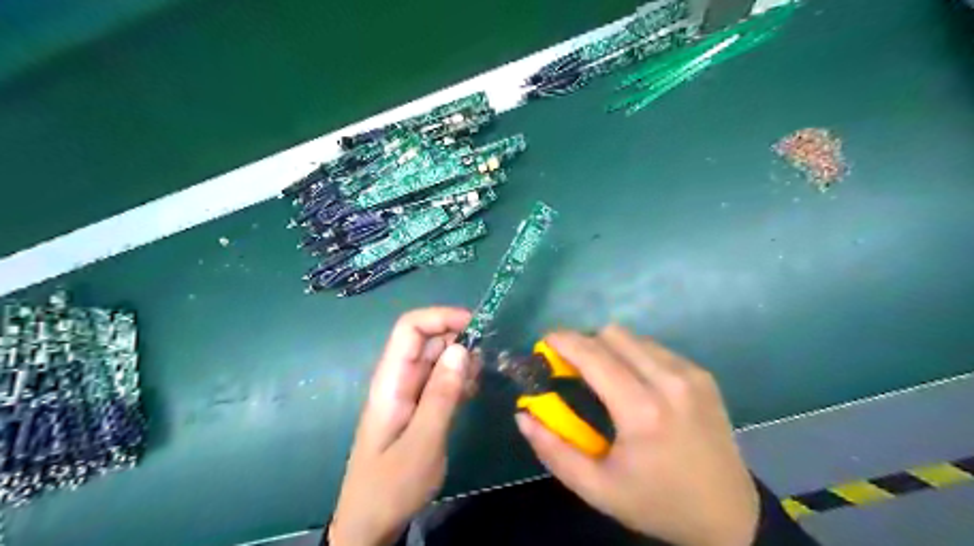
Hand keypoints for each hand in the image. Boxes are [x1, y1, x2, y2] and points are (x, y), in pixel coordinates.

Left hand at [330, 307, 476, 545]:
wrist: (371, 522)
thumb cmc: (391, 485)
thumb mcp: (422, 442)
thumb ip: (442, 395)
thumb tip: (462, 348)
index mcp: (391, 380)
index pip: (410, 328)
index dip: (441, 317)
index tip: (476, 326)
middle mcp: (400, 378)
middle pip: (428, 339)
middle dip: (459, 338)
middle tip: (486, 359)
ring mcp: (410, 391)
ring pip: (438, 358)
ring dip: (462, 360)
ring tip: (478, 380)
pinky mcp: (420, 405)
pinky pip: (441, 378)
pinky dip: (460, 377)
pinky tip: (471, 393)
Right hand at [516, 327, 759, 545]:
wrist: (728, 515)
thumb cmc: (656, 502)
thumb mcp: (597, 488)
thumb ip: (553, 450)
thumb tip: (523, 415)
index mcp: (642, 411)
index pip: (593, 355)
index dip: (563, 341)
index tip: (544, 343)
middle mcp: (669, 381)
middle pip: (612, 334)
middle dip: (585, 344)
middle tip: (573, 368)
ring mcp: (690, 374)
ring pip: (634, 337)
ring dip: (610, 349)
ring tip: (605, 378)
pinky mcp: (702, 375)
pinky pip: (655, 348)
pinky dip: (634, 356)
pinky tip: (636, 385)